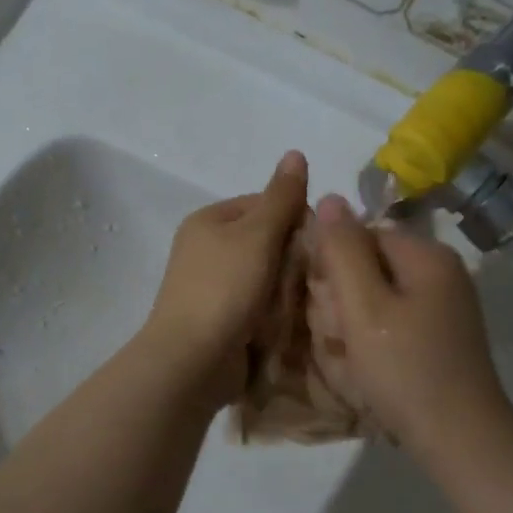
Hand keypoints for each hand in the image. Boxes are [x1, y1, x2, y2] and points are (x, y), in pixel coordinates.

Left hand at [140, 151, 308, 403]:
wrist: (192, 360)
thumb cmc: (224, 288)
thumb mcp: (257, 235)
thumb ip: (281, 197)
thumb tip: (295, 152)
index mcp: (209, 221)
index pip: (264, 204)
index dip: (295, 218)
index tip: (319, 241)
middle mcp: (207, 250)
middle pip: (266, 242)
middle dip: (293, 257)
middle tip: (317, 275)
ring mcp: (213, 287)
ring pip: (266, 277)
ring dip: (287, 288)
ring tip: (307, 301)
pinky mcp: (221, 320)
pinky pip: (259, 306)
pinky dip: (276, 311)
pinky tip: (292, 321)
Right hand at [308, 193, 512, 454]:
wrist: (460, 439)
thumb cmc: (405, 369)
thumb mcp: (363, 306)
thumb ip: (342, 251)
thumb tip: (329, 197)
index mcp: (427, 256)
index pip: (362, 234)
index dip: (333, 264)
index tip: (322, 302)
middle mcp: (442, 273)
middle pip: (371, 265)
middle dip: (344, 297)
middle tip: (338, 335)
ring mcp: (446, 307)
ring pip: (379, 297)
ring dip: (354, 322)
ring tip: (352, 357)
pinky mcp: (443, 337)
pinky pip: (395, 322)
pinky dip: (375, 340)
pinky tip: (369, 368)